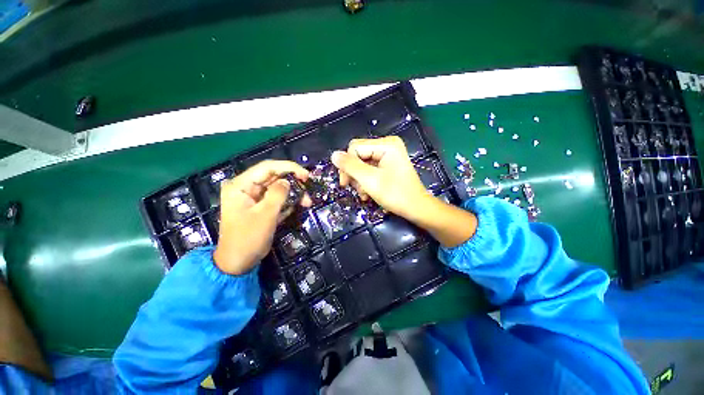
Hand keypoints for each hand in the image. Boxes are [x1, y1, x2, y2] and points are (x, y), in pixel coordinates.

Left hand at [213, 160, 310, 274]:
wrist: (238, 262)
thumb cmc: (248, 238)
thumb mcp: (265, 215)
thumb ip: (277, 194)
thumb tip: (288, 181)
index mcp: (241, 185)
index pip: (267, 167)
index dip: (289, 168)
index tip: (306, 175)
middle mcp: (246, 188)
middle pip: (274, 177)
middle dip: (293, 182)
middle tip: (308, 189)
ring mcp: (253, 198)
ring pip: (277, 188)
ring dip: (293, 193)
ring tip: (307, 203)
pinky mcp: (260, 207)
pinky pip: (276, 198)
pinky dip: (288, 201)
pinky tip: (298, 206)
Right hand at [331, 136, 476, 247]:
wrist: (416, 208)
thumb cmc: (395, 194)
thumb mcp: (370, 180)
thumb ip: (350, 166)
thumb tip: (333, 155)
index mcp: (386, 144)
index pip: (354, 148)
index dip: (346, 165)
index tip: (345, 183)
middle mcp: (387, 145)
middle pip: (358, 155)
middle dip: (354, 174)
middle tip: (356, 190)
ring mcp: (388, 155)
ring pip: (362, 164)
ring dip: (359, 181)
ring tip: (365, 194)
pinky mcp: (388, 165)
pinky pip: (369, 169)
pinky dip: (366, 182)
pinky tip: (368, 193)